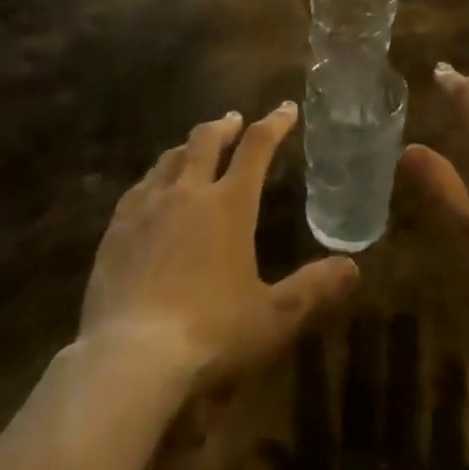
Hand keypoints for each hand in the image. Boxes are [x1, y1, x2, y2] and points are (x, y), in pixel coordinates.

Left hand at [79, 104, 359, 389]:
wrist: (129, 360)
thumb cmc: (210, 334)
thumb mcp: (272, 318)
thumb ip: (312, 289)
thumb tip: (352, 267)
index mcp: (229, 204)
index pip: (257, 147)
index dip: (274, 123)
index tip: (286, 109)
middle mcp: (188, 192)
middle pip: (207, 140)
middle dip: (225, 126)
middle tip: (234, 121)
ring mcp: (148, 208)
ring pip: (170, 159)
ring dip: (188, 147)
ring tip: (193, 149)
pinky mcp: (116, 230)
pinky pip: (137, 189)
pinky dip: (153, 178)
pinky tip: (150, 190)